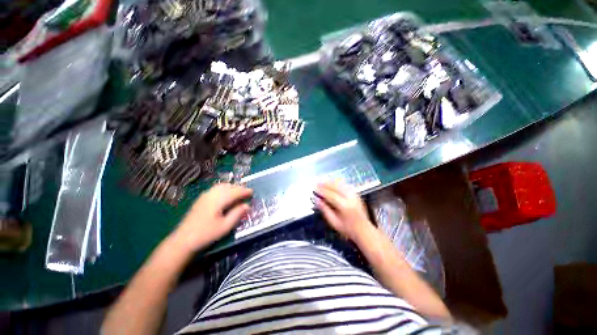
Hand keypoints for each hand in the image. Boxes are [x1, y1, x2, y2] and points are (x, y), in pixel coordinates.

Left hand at [174, 183, 252, 251]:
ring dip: (232, 187)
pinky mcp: (201, 199)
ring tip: (238, 192)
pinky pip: (216, 189)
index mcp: (218, 200)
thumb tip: (247, 205)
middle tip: (247, 192)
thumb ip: (237, 214)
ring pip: (222, 186)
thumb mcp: (225, 226)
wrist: (183, 240)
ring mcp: (205, 195)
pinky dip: (224, 189)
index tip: (252, 192)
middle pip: (228, 186)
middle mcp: (212, 194)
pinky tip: (226, 195)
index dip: (244, 191)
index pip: (235, 192)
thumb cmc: (206, 234)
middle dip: (239, 188)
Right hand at [314, 181, 373, 241]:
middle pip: (336, 186)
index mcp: (345, 206)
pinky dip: (337, 183)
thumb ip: (324, 209)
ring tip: (322, 183)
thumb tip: (316, 199)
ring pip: (341, 184)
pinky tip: (332, 184)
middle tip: (317, 184)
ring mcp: (354, 195)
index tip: (314, 189)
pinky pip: (345, 185)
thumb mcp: (333, 221)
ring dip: (331, 182)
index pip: (331, 195)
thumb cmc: (347, 229)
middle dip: (325, 184)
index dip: (322, 191)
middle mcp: (350, 198)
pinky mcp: (356, 194)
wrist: (363, 230)